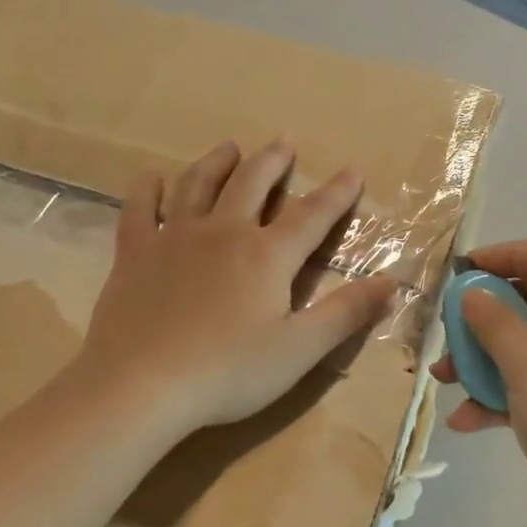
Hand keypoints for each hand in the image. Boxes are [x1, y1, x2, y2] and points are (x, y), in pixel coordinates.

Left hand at [71, 138, 396, 435]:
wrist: (141, 384)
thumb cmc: (228, 372)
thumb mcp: (300, 349)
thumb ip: (346, 313)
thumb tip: (392, 281)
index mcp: (267, 256)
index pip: (311, 215)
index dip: (336, 193)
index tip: (353, 171)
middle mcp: (223, 232)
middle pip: (251, 184)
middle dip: (272, 161)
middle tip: (283, 142)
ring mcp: (174, 237)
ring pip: (198, 184)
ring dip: (217, 162)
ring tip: (229, 147)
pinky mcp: (135, 252)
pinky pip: (139, 208)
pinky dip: (146, 189)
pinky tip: (150, 177)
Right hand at [433, 239, 526, 526]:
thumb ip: (495, 322)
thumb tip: (472, 296)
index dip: (507, 254)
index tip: (465, 271)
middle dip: (485, 313)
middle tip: (449, 326)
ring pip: (525, 343)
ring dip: (483, 357)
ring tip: (444, 377)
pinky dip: (497, 394)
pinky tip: (465, 420)